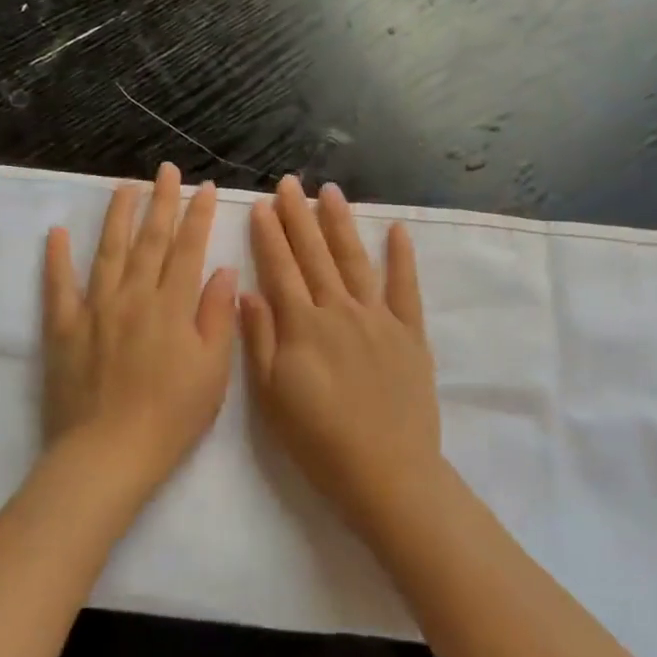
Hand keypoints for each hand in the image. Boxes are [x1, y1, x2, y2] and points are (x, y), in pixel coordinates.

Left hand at [42, 164, 237, 496]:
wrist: (108, 453)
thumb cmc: (172, 417)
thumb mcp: (213, 371)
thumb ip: (217, 316)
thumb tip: (222, 270)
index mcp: (172, 306)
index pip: (187, 249)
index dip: (197, 216)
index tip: (203, 188)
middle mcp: (134, 296)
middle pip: (150, 241)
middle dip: (161, 202)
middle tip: (166, 171)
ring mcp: (95, 309)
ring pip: (108, 252)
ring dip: (118, 216)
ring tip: (125, 187)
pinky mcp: (64, 328)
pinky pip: (58, 286)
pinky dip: (57, 258)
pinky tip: (57, 232)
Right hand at [242, 177, 443, 537]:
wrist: (386, 472)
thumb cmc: (318, 440)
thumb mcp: (271, 396)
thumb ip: (258, 340)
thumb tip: (247, 292)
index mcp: (302, 326)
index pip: (281, 269)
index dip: (269, 236)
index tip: (261, 205)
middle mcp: (339, 310)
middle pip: (315, 255)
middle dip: (299, 217)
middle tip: (289, 183)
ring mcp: (378, 318)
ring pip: (355, 261)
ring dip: (341, 224)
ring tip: (330, 192)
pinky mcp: (410, 333)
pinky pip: (406, 287)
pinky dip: (402, 257)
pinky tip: (397, 230)